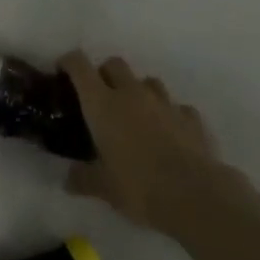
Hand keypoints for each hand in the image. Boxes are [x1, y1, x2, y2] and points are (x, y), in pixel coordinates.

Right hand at [59, 52, 253, 238]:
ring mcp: (164, 102)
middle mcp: (131, 93)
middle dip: (105, 74)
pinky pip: (176, 106)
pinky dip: (169, 114)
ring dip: (138, 91)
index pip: (79, 65)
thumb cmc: (139, 187)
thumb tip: (67, 179)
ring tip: (137, 115)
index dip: (69, 62)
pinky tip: (170, 133)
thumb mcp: (104, 188)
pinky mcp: (190, 117)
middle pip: (114, 63)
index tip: (63, 70)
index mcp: (102, 103)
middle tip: (101, 98)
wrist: (196, 196)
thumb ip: (83, 178)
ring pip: (146, 81)